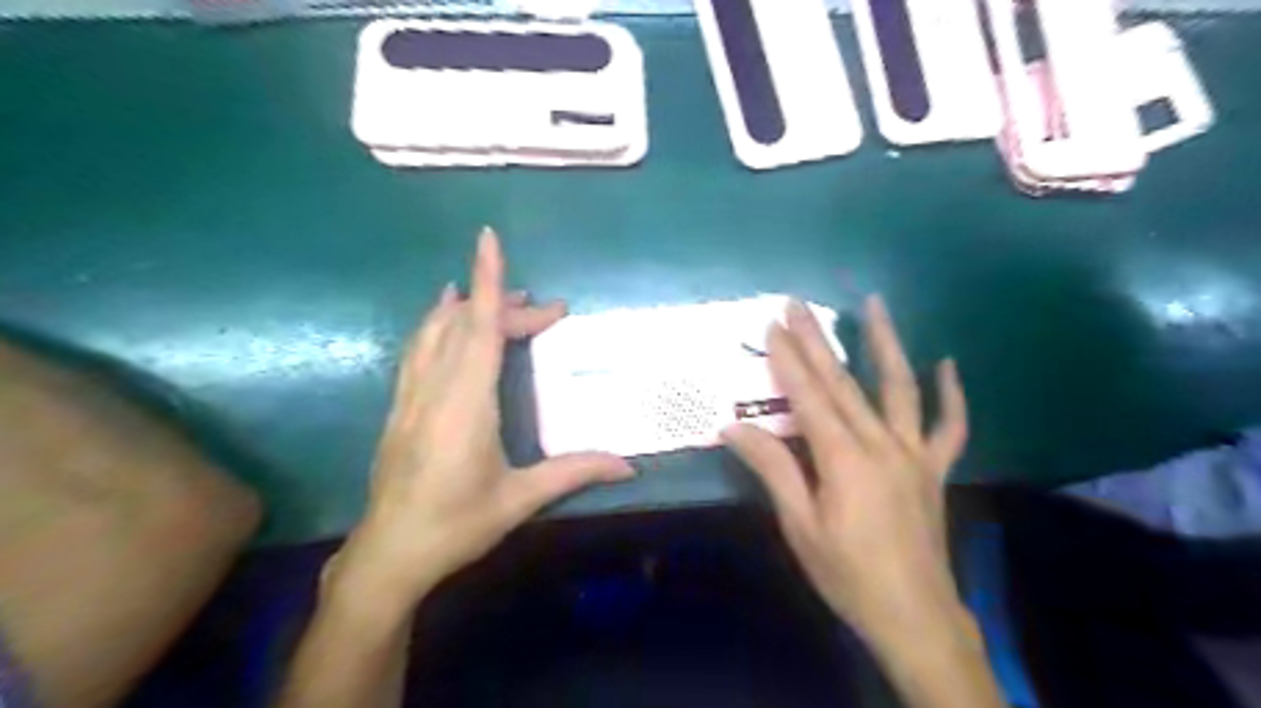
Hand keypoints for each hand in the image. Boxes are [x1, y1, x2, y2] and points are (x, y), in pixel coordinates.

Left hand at [333, 230, 634, 610]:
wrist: (388, 554)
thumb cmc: (456, 524)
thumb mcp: (519, 499)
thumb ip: (574, 472)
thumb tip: (628, 467)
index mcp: (466, 404)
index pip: (479, 327)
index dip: (488, 281)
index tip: (489, 238)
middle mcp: (435, 388)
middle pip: (467, 325)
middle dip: (505, 305)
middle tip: (549, 312)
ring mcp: (410, 395)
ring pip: (435, 331)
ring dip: (468, 307)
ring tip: (499, 299)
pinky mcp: (399, 406)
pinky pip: (419, 349)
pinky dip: (437, 324)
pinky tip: (446, 319)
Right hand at [718, 295, 967, 643]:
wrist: (914, 616)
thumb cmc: (847, 573)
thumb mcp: (799, 525)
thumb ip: (772, 469)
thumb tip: (733, 428)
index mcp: (844, 458)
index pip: (808, 396)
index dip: (788, 360)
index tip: (773, 325)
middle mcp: (881, 444)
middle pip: (843, 382)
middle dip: (817, 340)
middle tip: (798, 304)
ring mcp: (914, 453)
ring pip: (899, 387)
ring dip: (885, 343)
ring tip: (875, 304)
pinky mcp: (934, 468)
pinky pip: (950, 426)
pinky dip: (951, 394)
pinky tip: (948, 364)